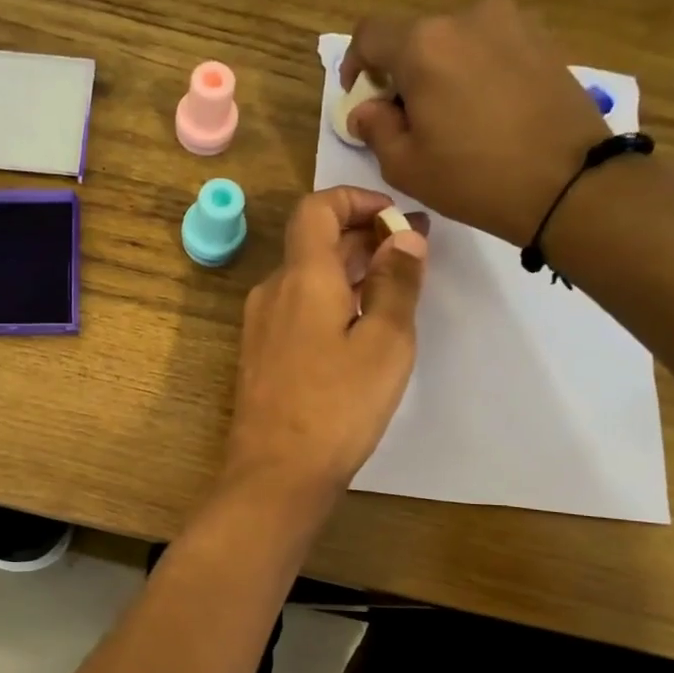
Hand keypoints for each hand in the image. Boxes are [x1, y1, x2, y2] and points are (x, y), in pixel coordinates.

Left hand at [222, 187, 426, 509]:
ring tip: (395, 286)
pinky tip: (359, 326)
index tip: (396, 218)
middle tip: (413, 250)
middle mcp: (273, 291)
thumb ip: (396, 283)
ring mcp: (261, 325)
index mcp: (302, 276)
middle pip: (314, 243)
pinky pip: (297, 308)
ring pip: (306, 278)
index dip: (356, 200)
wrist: (276, 472)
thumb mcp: (385, 342)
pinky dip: (330, 300)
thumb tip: (404, 238)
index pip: (317, 208)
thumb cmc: (337, 405)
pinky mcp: (260, 355)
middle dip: (363, 237)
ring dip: (348, 271)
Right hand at [339, 0, 611, 245]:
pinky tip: (486, 110)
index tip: (359, 94)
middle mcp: (467, 17)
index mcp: (424, 45)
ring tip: (451, 116)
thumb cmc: (474, 177)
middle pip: (415, 36)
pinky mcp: (543, 37)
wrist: (569, 182)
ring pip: (455, 40)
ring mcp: (511, 22)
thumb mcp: (405, 165)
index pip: (370, 34)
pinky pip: (491, 46)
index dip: (355, 62)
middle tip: (406, 117)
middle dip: (401, 72)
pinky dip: (476, 70)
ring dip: (441, 70)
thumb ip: (375, 128)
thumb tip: (366, 109)